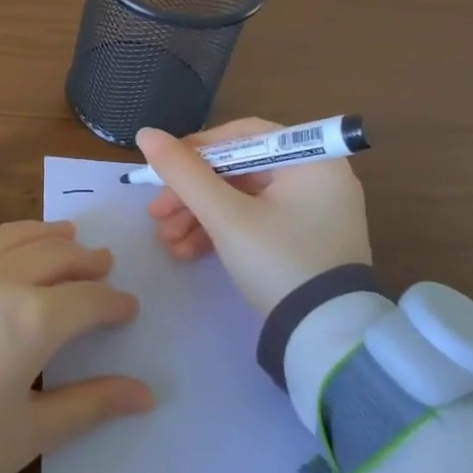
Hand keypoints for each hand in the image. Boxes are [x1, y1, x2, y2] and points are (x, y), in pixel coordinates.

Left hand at [0, 220, 153, 472]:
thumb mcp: (30, 432)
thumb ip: (90, 404)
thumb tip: (145, 394)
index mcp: (35, 318)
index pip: (89, 298)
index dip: (113, 303)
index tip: (126, 308)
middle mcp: (1, 280)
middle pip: (56, 255)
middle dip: (85, 260)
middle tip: (102, 265)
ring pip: (15, 237)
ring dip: (47, 234)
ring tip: (65, 235)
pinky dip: (8, 241)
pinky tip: (8, 252)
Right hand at [138, 118, 371, 317]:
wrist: (326, 339)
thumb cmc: (278, 262)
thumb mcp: (225, 216)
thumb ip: (184, 173)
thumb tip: (146, 133)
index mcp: (311, 159)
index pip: (244, 135)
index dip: (198, 148)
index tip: (163, 169)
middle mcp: (316, 177)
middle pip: (238, 169)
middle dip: (192, 193)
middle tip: (156, 213)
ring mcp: (312, 211)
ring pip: (242, 199)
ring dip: (199, 216)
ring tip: (166, 240)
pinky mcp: (303, 240)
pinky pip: (255, 221)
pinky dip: (221, 232)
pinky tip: (187, 251)